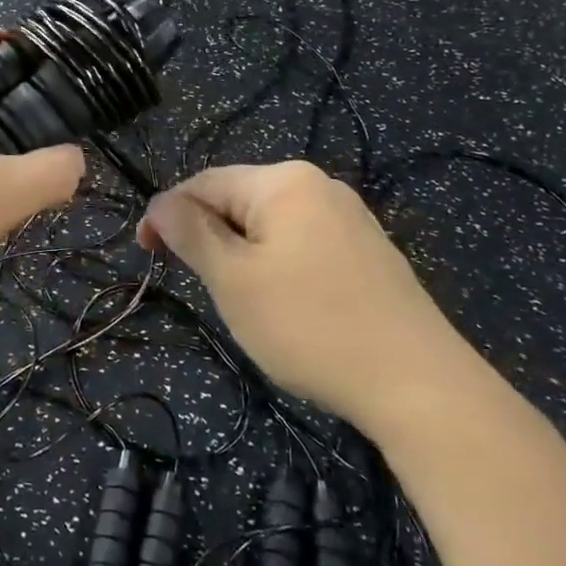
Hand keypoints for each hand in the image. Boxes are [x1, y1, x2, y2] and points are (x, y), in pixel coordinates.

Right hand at [138, 161, 487, 438]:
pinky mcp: (368, 250)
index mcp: (283, 181)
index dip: (168, 214)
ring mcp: (350, 217)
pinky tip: (286, 304)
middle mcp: (318, 185)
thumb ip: (190, 233)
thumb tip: (159, 203)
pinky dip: (277, 264)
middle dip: (209, 236)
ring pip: (270, 225)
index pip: (204, 183)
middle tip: (200, 286)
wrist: (420, 385)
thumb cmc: (310, 325)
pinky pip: (302, 242)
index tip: (146, 253)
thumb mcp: (233, 280)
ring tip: (240, 300)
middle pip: (239, 200)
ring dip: (241, 253)